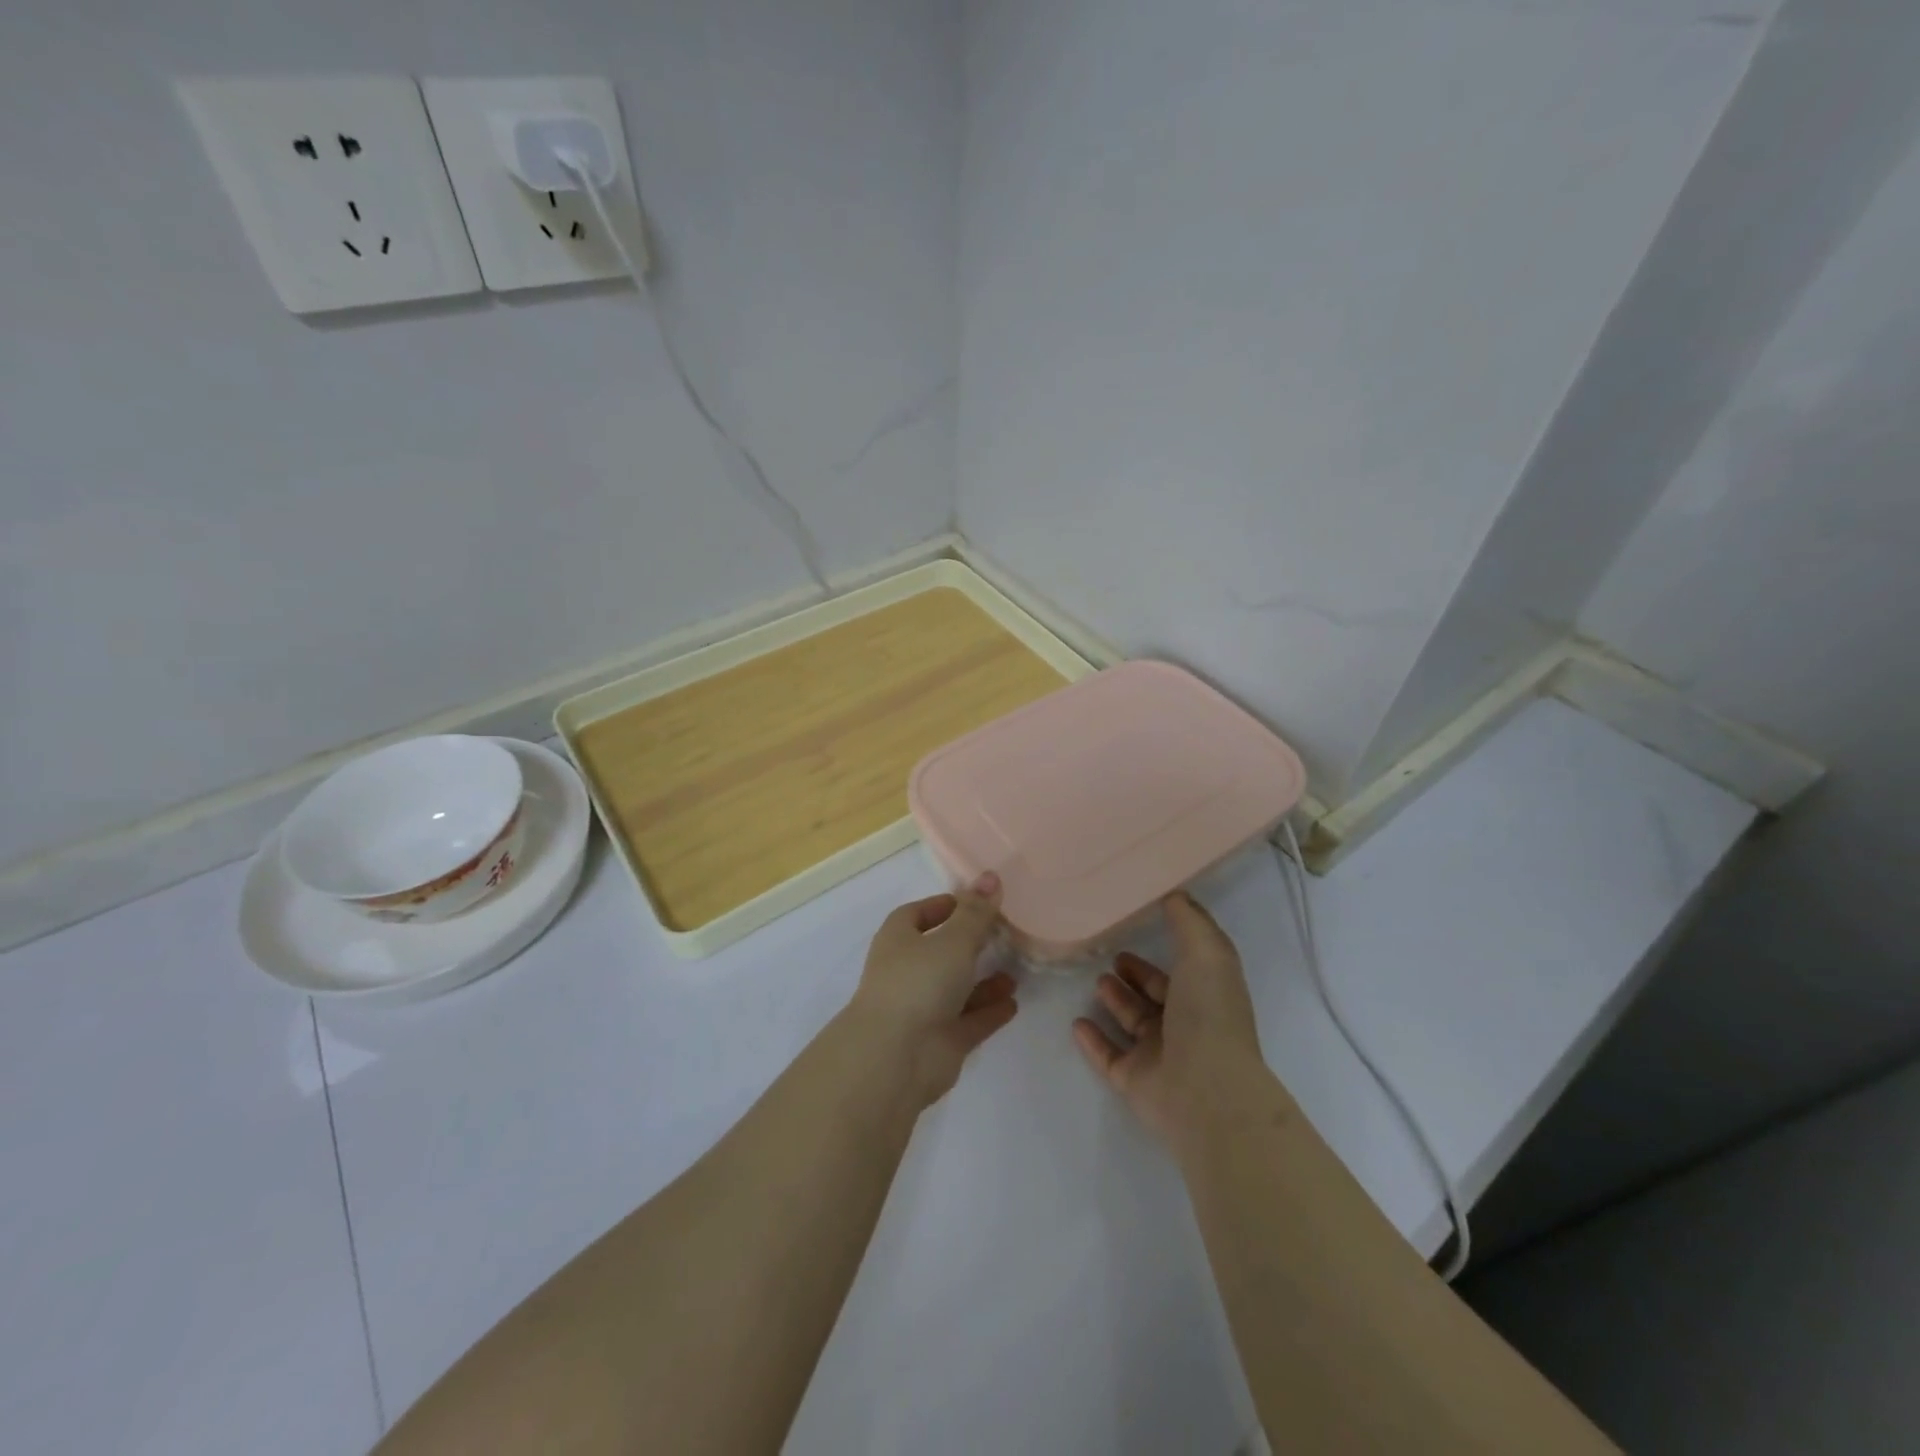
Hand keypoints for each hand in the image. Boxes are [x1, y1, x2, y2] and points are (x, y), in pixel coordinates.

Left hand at [847, 872, 1018, 1107]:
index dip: (944, 906)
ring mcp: (923, 1008)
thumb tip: (990, 877)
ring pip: (957, 988)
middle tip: (1005, 934)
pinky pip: (969, 1020)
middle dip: (969, 943)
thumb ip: (976, 912)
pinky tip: (1013, 1003)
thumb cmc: (919, 982)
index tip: (976, 902)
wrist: (896, 1057)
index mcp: (899, 939)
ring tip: (1015, 971)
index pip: (917, 914)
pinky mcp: (940, 1040)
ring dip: (984, 980)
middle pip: (940, 950)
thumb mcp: (954, 939)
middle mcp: (907, 971)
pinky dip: (989, 1011)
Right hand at [1073, 892, 1279, 1150]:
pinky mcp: (1134, 1080)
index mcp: (1206, 994)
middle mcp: (1186, 1024)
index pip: (1186, 967)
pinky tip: (1076, 1023)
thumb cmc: (1208, 1015)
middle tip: (1110, 957)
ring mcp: (1160, 1055)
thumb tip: (1174, 893)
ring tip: (1095, 982)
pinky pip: (1108, 1056)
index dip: (1167, 947)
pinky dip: (1093, 1040)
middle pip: (1157, 995)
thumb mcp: (1205, 952)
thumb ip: (1187, 920)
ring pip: (1133, 1023)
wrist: (1204, 1091)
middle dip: (1136, 975)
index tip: (1140, 924)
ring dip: (1115, 1002)